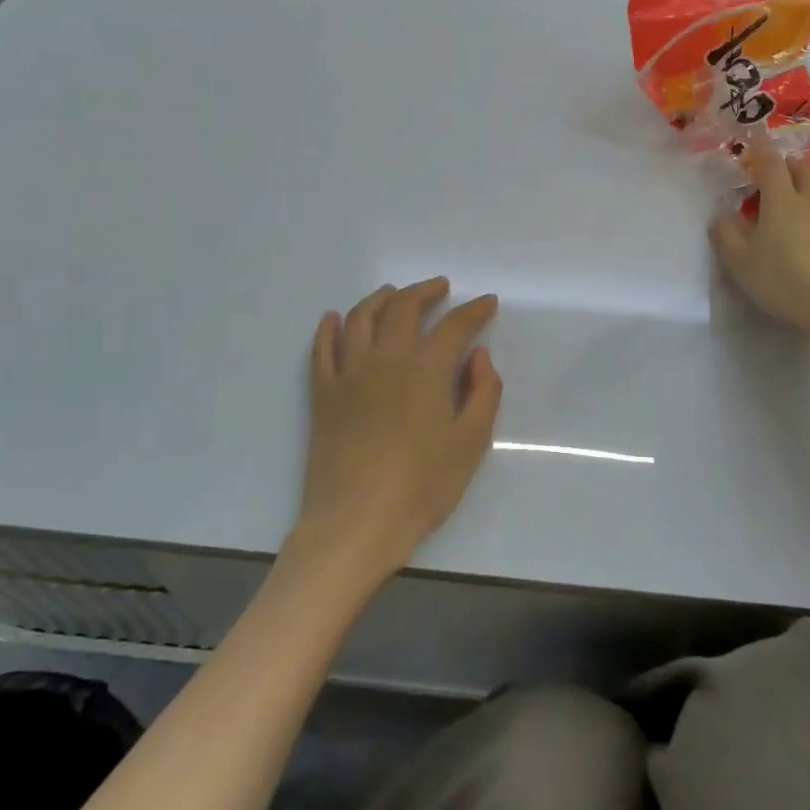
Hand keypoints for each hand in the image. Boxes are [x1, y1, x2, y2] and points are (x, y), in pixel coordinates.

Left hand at [289, 278, 501, 591]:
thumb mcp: (472, 443)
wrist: (357, 522)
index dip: (474, 310)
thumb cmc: (423, 486)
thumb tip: (478, 354)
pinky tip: (334, 318)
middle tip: (440, 287)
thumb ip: (484, 392)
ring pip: (360, 318)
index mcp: (426, 370)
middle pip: (403, 308)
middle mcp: (386, 360)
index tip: (487, 302)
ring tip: (393, 292)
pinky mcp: (323, 394)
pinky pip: (322, 349)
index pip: (454, 326)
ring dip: (379, 298)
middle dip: (424, 291)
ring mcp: (349, 374)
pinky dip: (328, 327)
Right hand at [710, 138, 809, 350]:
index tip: (757, 148)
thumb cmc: (785, 283)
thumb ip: (726, 236)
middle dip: (797, 166)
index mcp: (782, 203)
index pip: (771, 168)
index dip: (763, 155)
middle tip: (790, 169)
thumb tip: (720, 216)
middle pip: (808, 171)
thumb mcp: (741, 264)